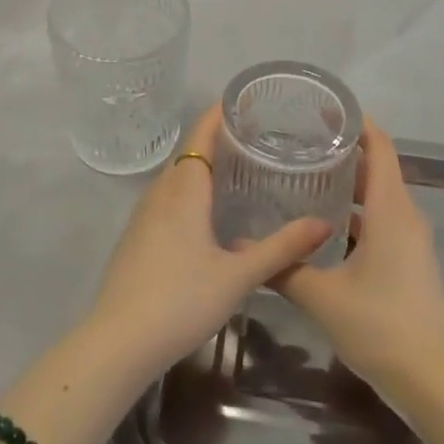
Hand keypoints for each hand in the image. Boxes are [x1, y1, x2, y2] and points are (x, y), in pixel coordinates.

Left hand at [88, 104, 331, 384]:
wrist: (118, 341)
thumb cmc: (181, 299)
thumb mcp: (238, 275)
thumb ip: (282, 248)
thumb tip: (324, 223)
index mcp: (184, 188)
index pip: (201, 133)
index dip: (221, 113)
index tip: (248, 101)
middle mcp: (160, 191)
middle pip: (190, 151)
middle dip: (219, 138)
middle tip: (258, 137)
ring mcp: (143, 214)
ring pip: (177, 176)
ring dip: (203, 165)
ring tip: (239, 169)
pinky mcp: (137, 236)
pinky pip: (167, 197)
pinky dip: (190, 190)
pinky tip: (208, 212)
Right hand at [270, 121, 443, 401]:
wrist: (433, 381)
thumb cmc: (380, 326)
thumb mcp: (323, 297)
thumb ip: (282, 267)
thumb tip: (240, 244)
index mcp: (390, 210)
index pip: (380, 147)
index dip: (357, 123)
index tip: (323, 109)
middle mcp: (405, 216)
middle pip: (376, 169)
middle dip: (342, 153)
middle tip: (299, 145)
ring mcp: (411, 241)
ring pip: (378, 198)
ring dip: (347, 186)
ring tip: (304, 179)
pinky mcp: (409, 262)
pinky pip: (382, 222)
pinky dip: (355, 215)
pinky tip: (322, 227)